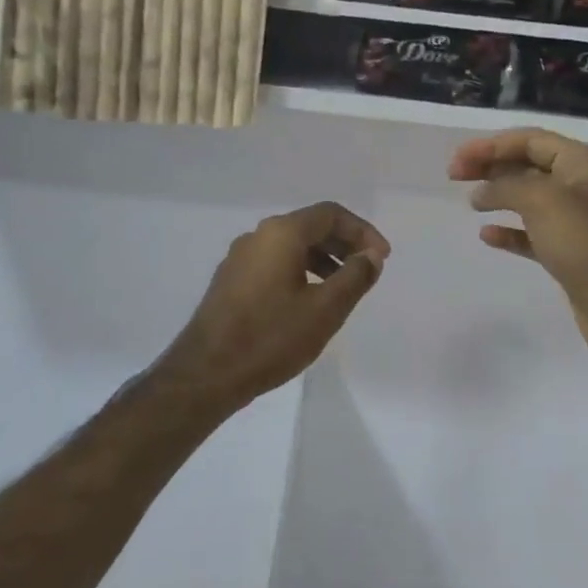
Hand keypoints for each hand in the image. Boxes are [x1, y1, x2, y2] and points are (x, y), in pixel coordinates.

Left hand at [163, 202, 390, 407]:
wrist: (206, 374)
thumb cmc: (271, 338)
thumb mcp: (325, 309)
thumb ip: (355, 276)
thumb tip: (372, 255)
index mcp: (281, 233)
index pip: (331, 214)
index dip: (362, 231)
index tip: (381, 257)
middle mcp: (258, 236)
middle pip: (310, 226)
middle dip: (343, 244)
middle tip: (367, 269)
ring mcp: (239, 258)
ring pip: (291, 246)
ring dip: (323, 259)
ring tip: (342, 288)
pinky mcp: (230, 280)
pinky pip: (274, 262)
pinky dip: (300, 271)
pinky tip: (308, 300)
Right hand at [450, 129, 587, 353]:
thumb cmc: (584, 242)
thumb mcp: (542, 201)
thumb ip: (506, 186)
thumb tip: (482, 191)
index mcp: (581, 163)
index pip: (530, 140)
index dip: (491, 145)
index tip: (459, 159)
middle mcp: (580, 184)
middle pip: (527, 164)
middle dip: (491, 166)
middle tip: (455, 175)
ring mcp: (575, 219)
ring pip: (528, 197)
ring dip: (498, 195)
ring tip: (471, 202)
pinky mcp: (568, 250)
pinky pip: (532, 232)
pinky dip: (510, 230)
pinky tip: (487, 235)